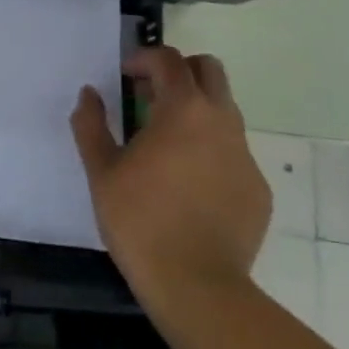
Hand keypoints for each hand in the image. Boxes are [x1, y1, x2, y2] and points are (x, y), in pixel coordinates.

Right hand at [71, 48, 270, 310]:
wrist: (198, 288)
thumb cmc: (141, 220)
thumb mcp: (101, 170)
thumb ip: (91, 124)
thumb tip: (90, 94)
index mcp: (183, 108)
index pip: (169, 59)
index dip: (144, 59)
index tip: (125, 77)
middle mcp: (221, 121)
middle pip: (209, 70)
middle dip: (180, 72)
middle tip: (151, 96)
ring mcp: (245, 156)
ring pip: (224, 110)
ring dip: (196, 110)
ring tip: (167, 142)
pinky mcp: (258, 190)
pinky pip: (233, 152)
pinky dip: (211, 150)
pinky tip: (190, 184)